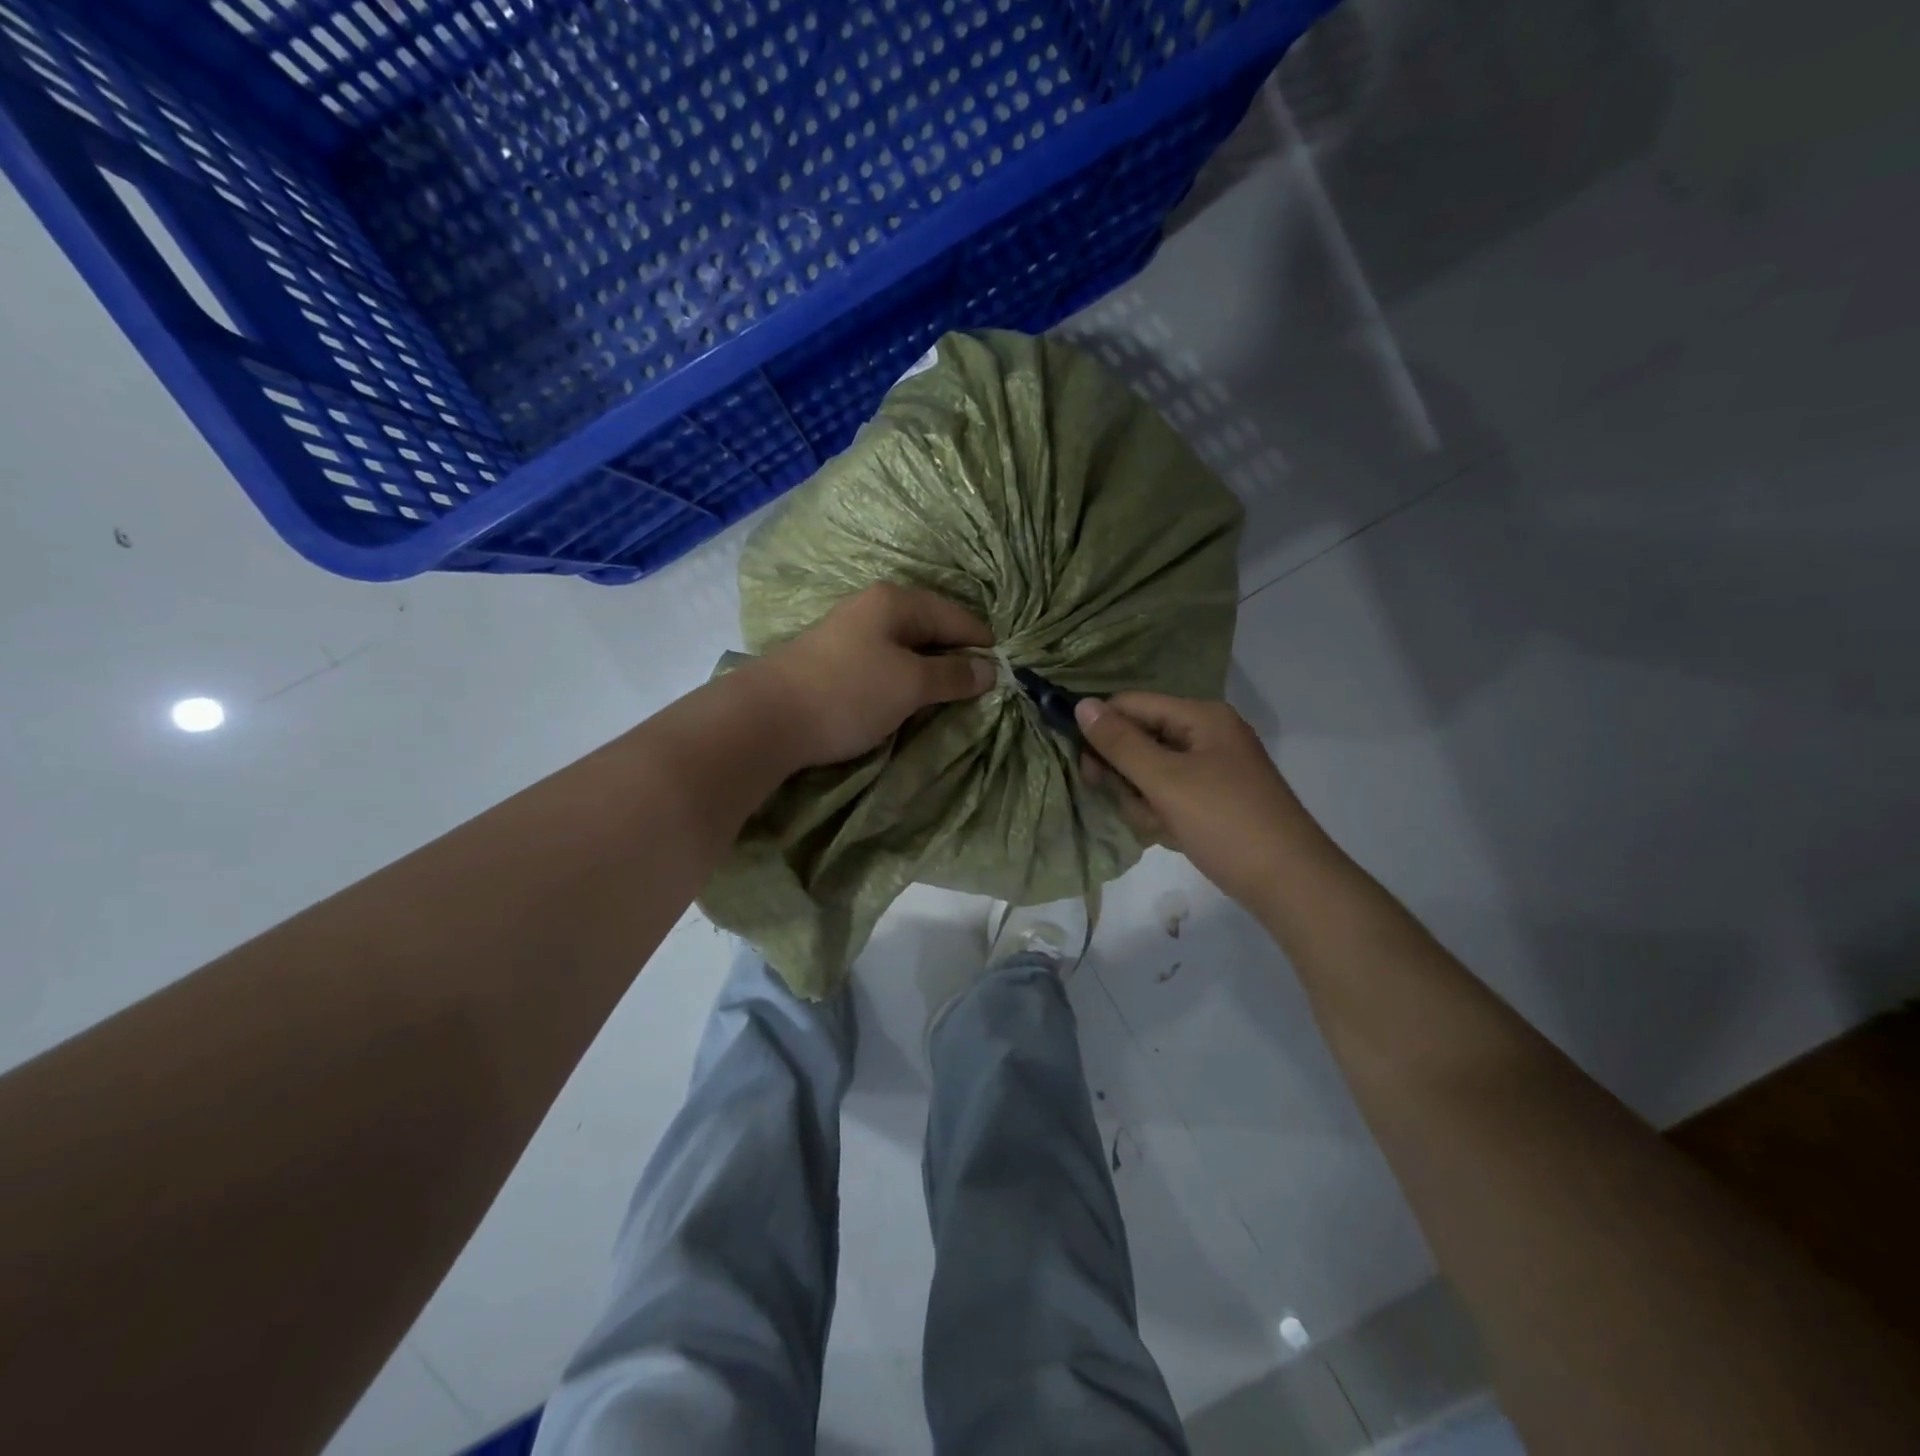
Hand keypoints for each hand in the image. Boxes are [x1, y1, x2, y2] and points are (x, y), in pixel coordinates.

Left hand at [752, 583, 995, 766]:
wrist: (767, 718)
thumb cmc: (848, 693)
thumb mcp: (910, 684)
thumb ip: (953, 675)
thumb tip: (991, 670)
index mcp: (897, 601)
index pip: (957, 617)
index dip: (983, 645)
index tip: (1005, 676)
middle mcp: (874, 607)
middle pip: (932, 629)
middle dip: (957, 658)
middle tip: (980, 692)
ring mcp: (852, 633)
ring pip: (908, 648)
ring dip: (930, 672)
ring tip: (950, 700)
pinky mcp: (836, 661)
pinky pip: (886, 664)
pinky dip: (905, 680)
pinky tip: (910, 700)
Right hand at [1075, 692, 1312, 906]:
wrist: (1288, 883)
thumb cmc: (1225, 822)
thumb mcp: (1166, 780)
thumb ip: (1120, 743)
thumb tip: (1082, 706)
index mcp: (1201, 717)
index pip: (1132, 705)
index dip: (1103, 730)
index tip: (1084, 768)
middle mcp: (1206, 735)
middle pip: (1140, 740)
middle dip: (1127, 776)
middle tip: (1133, 804)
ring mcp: (1211, 770)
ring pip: (1150, 774)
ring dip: (1144, 802)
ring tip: (1162, 827)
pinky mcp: (1212, 800)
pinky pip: (1169, 796)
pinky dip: (1163, 815)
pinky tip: (1174, 836)